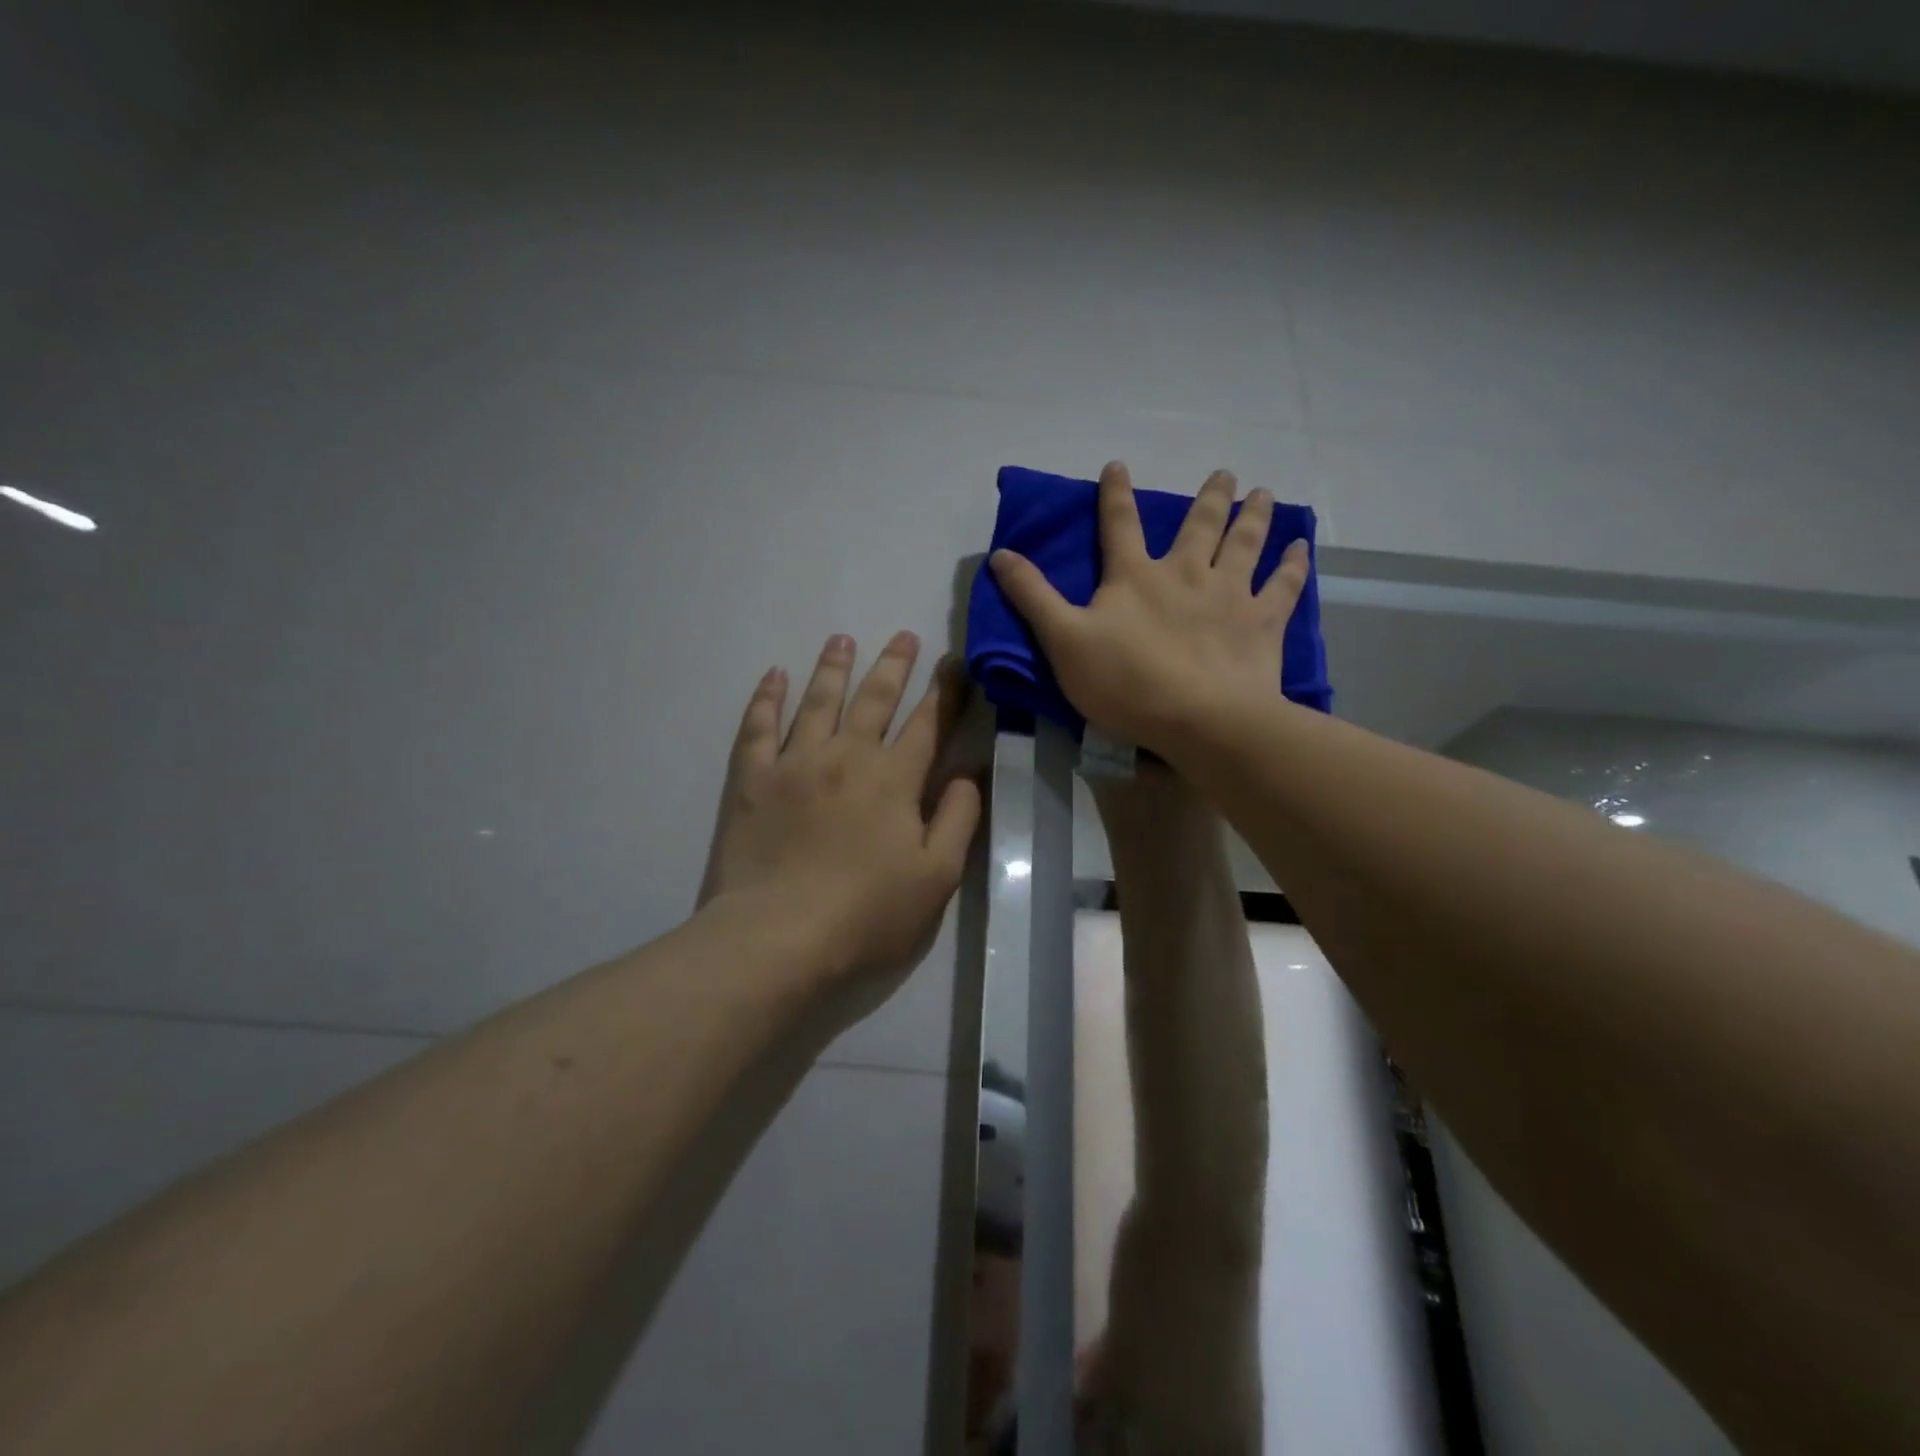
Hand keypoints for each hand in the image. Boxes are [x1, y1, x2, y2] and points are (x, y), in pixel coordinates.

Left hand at [697, 632, 981, 983]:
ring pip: (818, 701)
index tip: (954, 663)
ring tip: (843, 639)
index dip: (945, 692)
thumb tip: (967, 774)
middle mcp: (847, 756)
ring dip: (834, 667)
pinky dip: (767, 698)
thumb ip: (958, 819)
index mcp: (894, 780)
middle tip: (905, 635)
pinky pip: (759, 727)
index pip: (928, 724)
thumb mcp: (937, 877)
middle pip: (874, 699)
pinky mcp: (752, 780)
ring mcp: (795, 763)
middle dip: (894, 665)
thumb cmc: (867, 915)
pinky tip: (775, 676)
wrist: (778, 937)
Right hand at [989, 462, 1310, 755]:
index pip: (1119, 525)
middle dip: (1209, 497)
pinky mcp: (1262, 623)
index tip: (1118, 464)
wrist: (1198, 718)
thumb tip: (1000, 554)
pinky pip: (1283, 586)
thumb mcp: (1063, 640)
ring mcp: (1229, 594)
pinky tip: (1302, 548)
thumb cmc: (1124, 682)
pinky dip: (1293, 565)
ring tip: (1264, 493)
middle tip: (1224, 473)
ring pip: (1245, 543)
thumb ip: (1033, 597)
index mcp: (1134, 577)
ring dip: (1254, 516)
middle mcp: (1186, 572)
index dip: (1115, 494)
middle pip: (1199, 524)